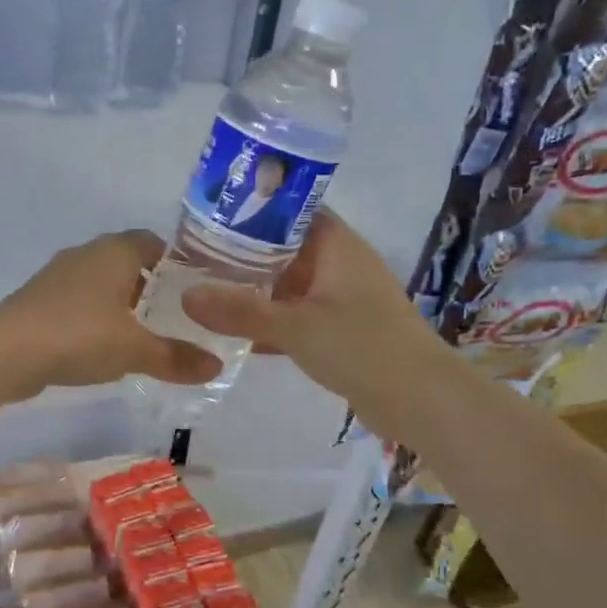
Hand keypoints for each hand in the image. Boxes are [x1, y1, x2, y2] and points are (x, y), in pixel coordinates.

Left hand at [0, 230, 223, 394]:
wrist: (6, 350)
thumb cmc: (80, 335)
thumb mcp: (135, 350)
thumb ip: (176, 357)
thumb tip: (216, 367)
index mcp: (114, 251)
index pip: (153, 243)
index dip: (176, 264)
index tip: (195, 291)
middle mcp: (86, 254)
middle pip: (127, 263)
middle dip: (150, 288)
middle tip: (176, 317)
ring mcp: (59, 277)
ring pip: (101, 284)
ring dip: (120, 305)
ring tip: (144, 336)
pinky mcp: (40, 301)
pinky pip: (79, 304)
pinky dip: (95, 319)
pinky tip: (104, 348)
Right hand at [181, 209, 435, 423]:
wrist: (420, 401)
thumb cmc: (363, 347)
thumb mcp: (295, 327)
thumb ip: (240, 311)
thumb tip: (185, 296)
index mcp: (336, 245)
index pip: (290, 209)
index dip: (252, 207)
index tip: (209, 213)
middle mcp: (338, 264)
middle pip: (283, 247)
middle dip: (242, 251)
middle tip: (194, 254)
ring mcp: (340, 298)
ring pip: (287, 283)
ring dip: (253, 287)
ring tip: (204, 288)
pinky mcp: (338, 329)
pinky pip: (294, 314)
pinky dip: (268, 318)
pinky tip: (233, 330)